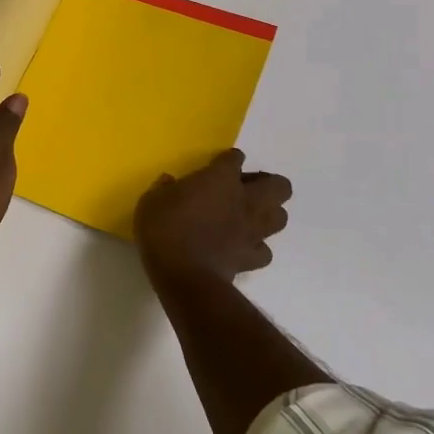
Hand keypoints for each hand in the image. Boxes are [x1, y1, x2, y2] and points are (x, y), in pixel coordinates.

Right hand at [135, 150, 291, 286]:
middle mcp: (245, 200)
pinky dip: (257, 246)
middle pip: (279, 186)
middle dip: (268, 184)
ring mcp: (253, 231)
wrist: (183, 274)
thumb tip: (169, 183)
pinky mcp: (252, 258)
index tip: (220, 164)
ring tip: (249, 216)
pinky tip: (242, 246)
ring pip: (281, 217)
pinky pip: (264, 250)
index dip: (229, 160)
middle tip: (245, 189)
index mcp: (220, 178)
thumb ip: (164, 188)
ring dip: (269, 214)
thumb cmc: (164, 229)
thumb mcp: (152, 200)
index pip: (235, 159)